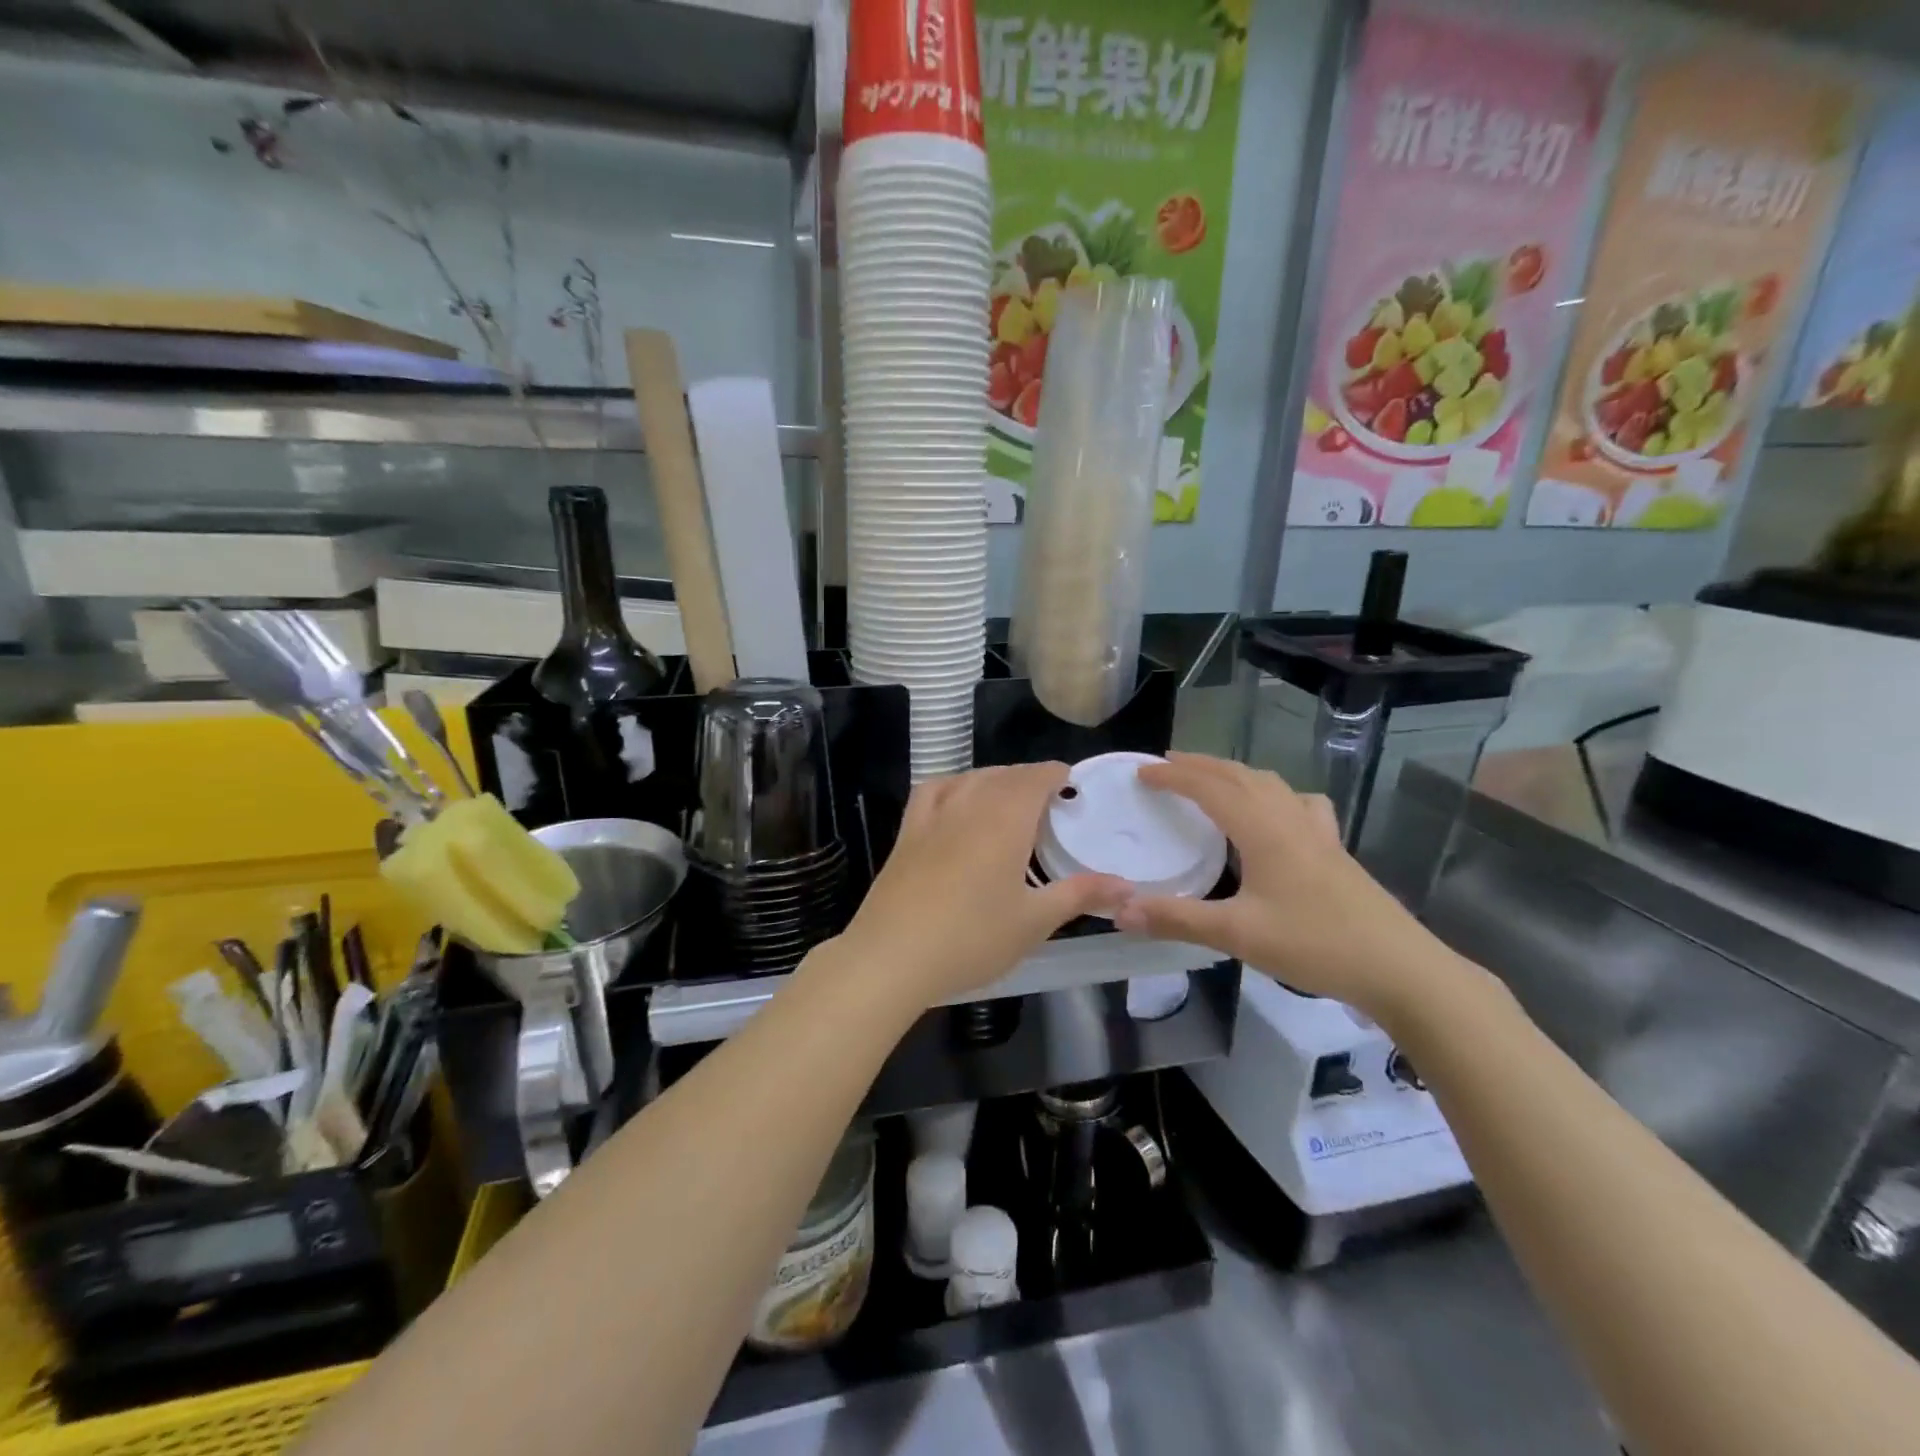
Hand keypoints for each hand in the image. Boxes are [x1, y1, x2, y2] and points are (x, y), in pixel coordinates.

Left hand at [828, 763, 1128, 1006]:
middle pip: (1004, 775)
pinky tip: (957, 800)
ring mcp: (933, 816)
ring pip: (970, 779)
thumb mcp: (1034, 921)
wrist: (893, 955)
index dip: (1056, 775)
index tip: (1072, 785)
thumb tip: (1127, 887)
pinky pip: (933, 791)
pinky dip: (953, 785)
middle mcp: (970, 804)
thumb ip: (1080, 895)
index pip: (1036, 777)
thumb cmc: (972, 938)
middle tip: (1049, 801)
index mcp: (1006, 819)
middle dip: (1030, 779)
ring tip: (1010, 798)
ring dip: (995, 779)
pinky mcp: (907, 832)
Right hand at [1113, 753, 1454, 1016]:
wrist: (1400, 969)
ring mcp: (1318, 832)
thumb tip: (1120, 909)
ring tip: (1212, 779)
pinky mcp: (1335, 850)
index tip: (1141, 772)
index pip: (1209, 788)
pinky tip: (1278, 812)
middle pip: (1240, 776)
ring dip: (1235, 774)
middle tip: (1167, 764)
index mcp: (1263, 830)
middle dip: (1200, 765)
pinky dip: (1276, 794)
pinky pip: (1299, 804)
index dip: (1173, 776)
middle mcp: (1289, 820)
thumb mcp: (1238, 935)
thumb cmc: (1316, 945)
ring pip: (1270, 784)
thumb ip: (1177, 919)